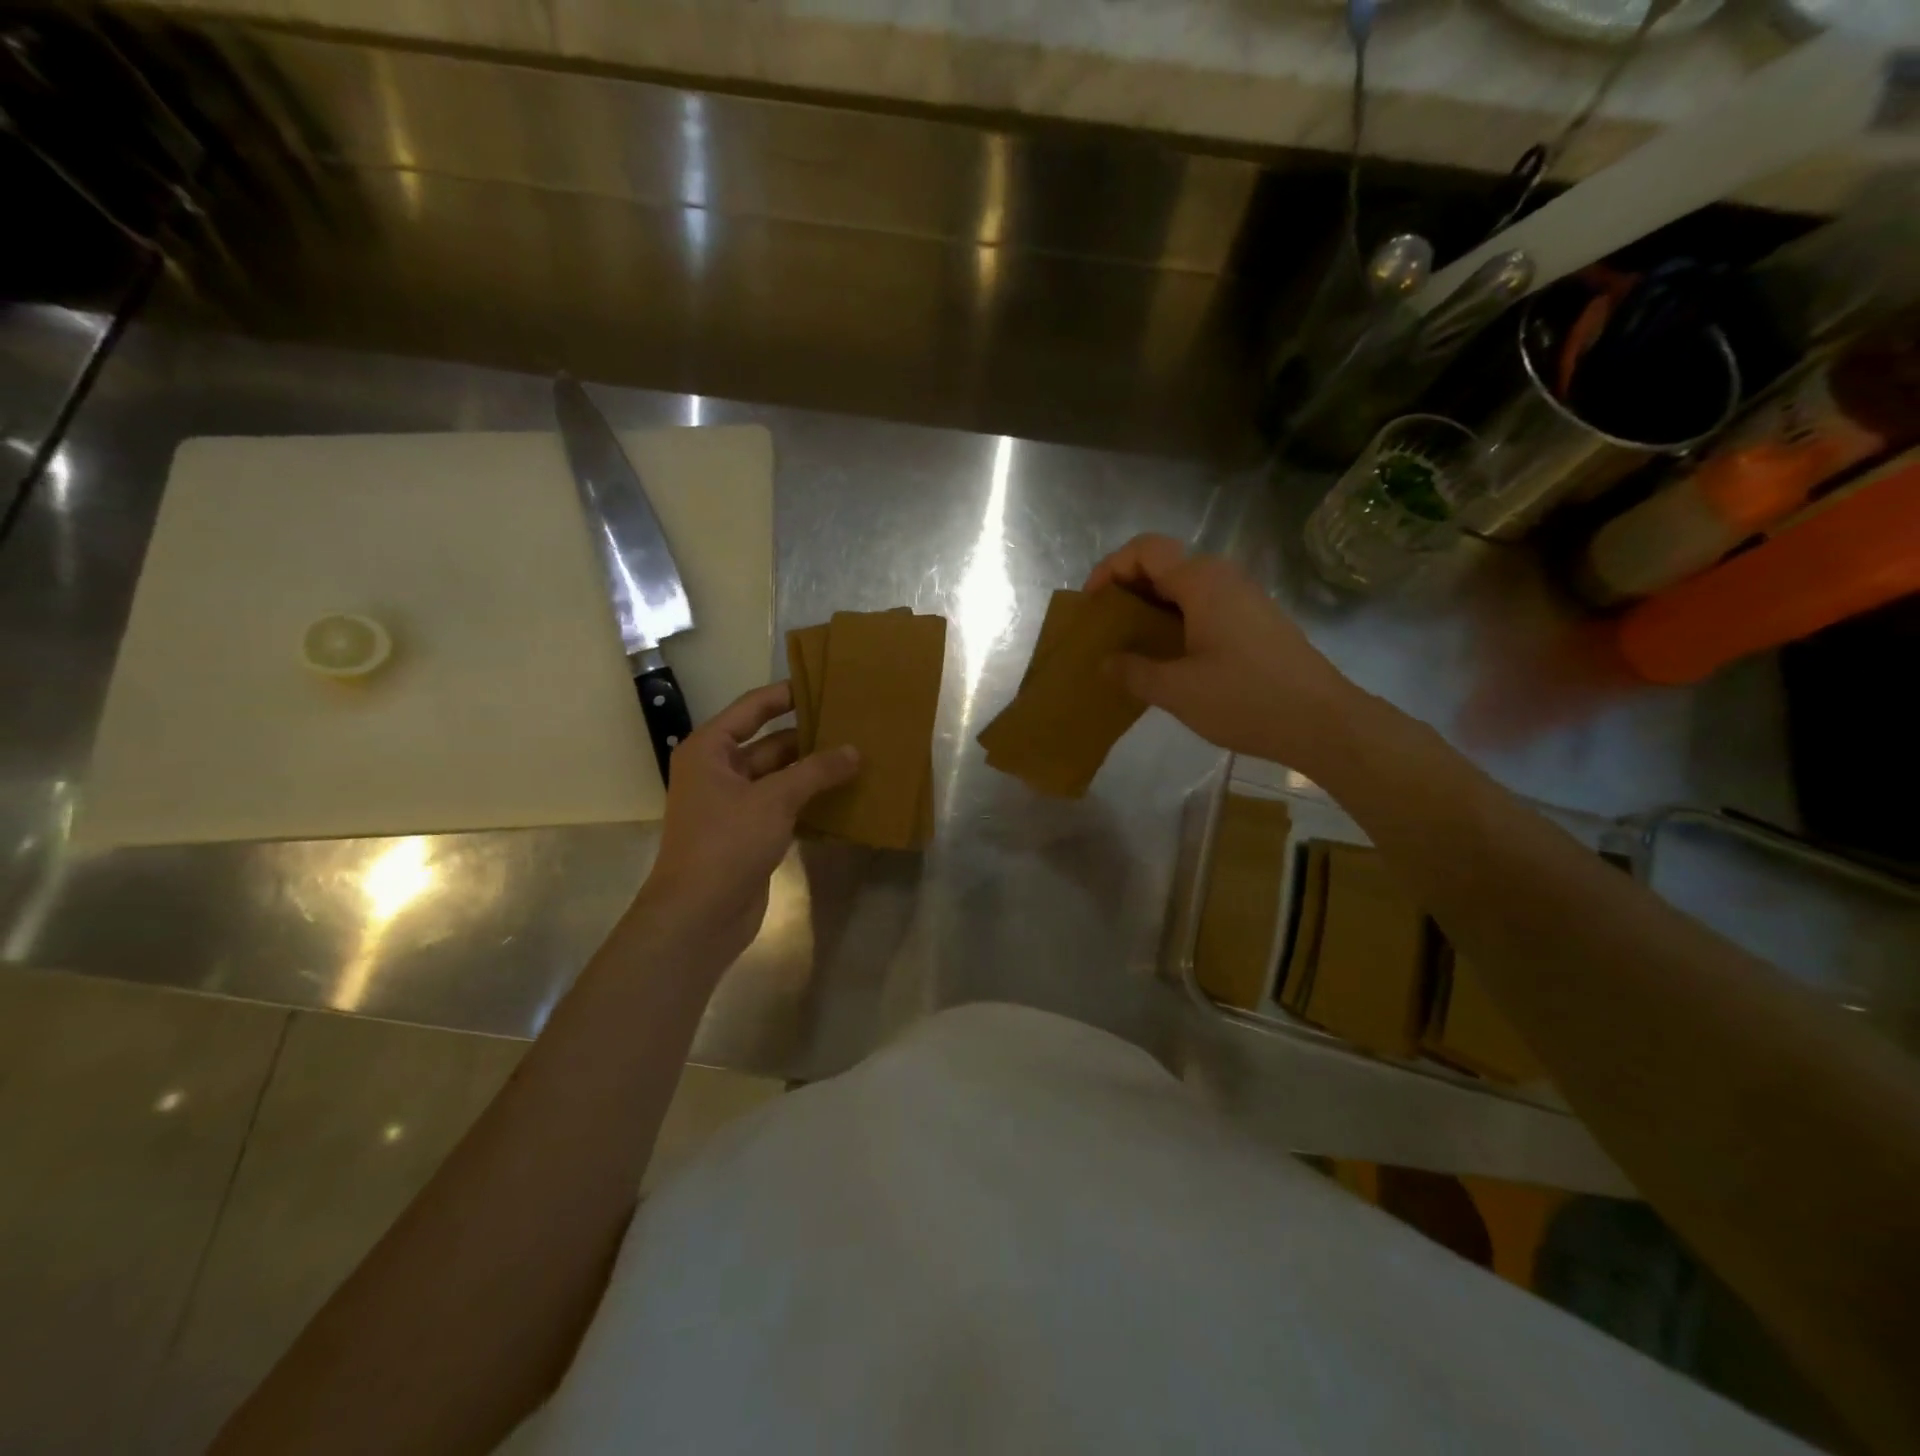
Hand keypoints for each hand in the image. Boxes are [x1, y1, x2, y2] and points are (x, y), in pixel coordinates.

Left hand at [631, 682, 858, 965]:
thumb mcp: (774, 799)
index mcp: (710, 750)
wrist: (699, 915)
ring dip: (814, 771)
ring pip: (781, 776)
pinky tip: (845, 795)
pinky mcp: (750, 833)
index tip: (824, 683)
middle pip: (770, 743)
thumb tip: (855, 751)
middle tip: (854, 725)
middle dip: (810, 737)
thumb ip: (816, 771)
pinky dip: (811, 800)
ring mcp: (734, 804)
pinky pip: (785, 805)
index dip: (786, 694)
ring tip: (858, 756)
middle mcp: (719, 771)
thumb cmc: (727, 844)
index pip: (752, 708)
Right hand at [1085, 534, 1364, 770]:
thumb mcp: (1177, 690)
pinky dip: (1175, 621)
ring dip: (1151, 608)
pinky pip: (1203, 607)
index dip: (1110, 568)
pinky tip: (1167, 657)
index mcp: (1202, 582)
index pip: (1145, 550)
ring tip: (1129, 644)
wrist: (1323, 722)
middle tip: (1105, 627)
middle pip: (1164, 564)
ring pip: (1184, 588)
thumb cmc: (1246, 699)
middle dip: (1127, 589)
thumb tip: (1106, 663)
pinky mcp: (1255, 622)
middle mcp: (1224, 579)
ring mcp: (1243, 599)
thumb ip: (1134, 671)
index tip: (1092, 604)